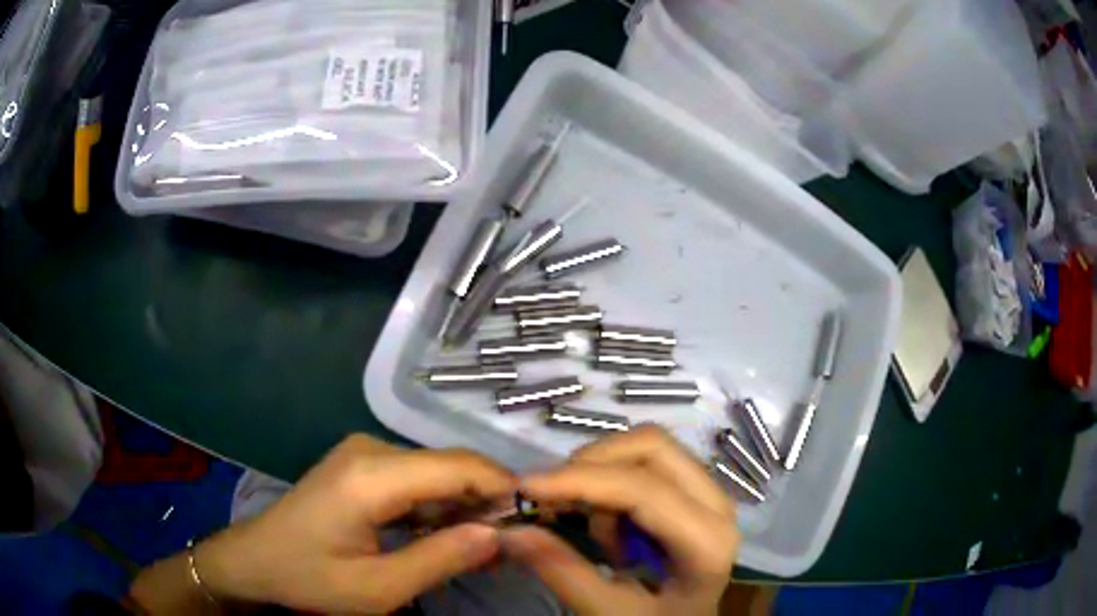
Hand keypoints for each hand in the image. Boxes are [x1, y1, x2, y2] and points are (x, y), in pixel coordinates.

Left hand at [195, 435, 516, 613]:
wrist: (255, 560)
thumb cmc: (310, 579)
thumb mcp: (379, 588)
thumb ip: (441, 559)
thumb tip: (499, 535)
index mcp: (371, 476)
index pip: (458, 465)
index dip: (502, 487)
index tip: (534, 520)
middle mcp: (370, 449)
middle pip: (449, 464)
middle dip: (486, 501)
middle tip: (509, 545)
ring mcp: (363, 453)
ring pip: (435, 471)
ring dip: (462, 506)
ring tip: (480, 548)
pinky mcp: (360, 464)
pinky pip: (414, 478)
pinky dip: (437, 505)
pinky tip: (443, 536)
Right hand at [502, 426, 738, 615]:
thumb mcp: (609, 611)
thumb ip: (562, 572)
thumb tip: (510, 530)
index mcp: (707, 542)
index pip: (644, 490)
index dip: (581, 480)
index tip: (526, 486)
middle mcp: (717, 504)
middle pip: (653, 447)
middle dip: (592, 464)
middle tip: (551, 498)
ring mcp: (708, 492)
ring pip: (648, 447)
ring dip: (602, 472)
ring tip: (587, 525)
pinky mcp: (693, 491)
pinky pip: (647, 463)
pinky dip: (611, 479)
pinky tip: (604, 523)